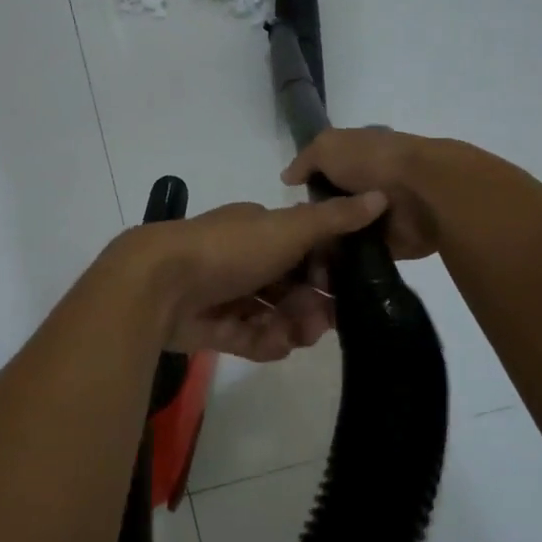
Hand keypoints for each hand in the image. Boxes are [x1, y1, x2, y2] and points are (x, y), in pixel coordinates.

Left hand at [122, 194, 387, 360]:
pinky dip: (264, 341)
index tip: (346, 287)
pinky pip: (249, 337)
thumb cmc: (229, 249)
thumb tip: (381, 196)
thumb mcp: (287, 228)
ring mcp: (225, 294)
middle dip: (312, 305)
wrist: (159, 284)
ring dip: (290, 326)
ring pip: (272, 314)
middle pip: (291, 286)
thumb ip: (334, 219)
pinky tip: (274, 345)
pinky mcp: (212, 327)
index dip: (327, 269)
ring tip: (295, 336)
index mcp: (259, 230)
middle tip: (322, 322)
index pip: (304, 248)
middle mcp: (243, 259)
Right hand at [282, 128, 444, 259]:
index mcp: (360, 157)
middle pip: (335, 205)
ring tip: (308, 256)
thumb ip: (305, 160)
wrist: (423, 192)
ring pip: (347, 232)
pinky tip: (328, 268)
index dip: (310, 185)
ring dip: (332, 242)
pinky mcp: (394, 244)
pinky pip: (364, 255)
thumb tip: (288, 178)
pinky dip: (349, 261)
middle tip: (297, 235)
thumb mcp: (328, 146)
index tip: (293, 204)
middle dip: (318, 219)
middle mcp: (371, 185)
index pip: (328, 172)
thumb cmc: (373, 161)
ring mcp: (383, 216)